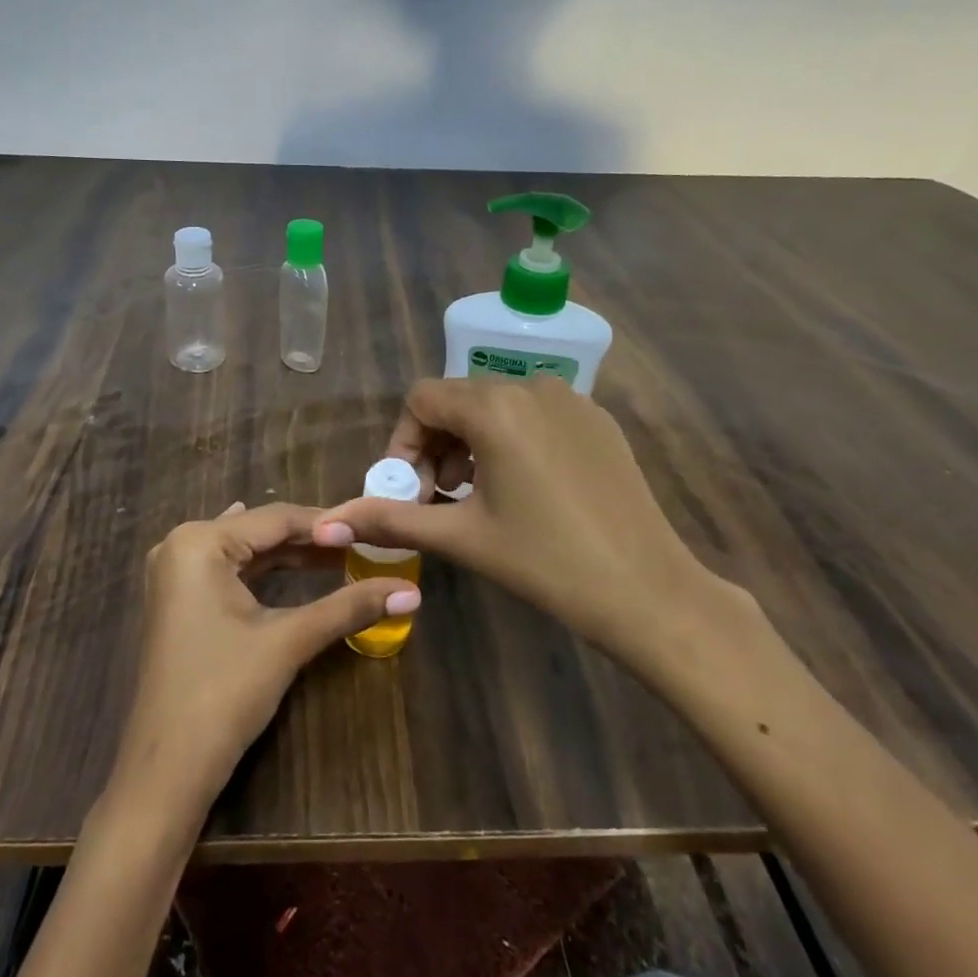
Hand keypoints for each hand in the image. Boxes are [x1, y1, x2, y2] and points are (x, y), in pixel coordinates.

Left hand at [112, 502, 419, 809]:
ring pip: (246, 551)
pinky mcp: (179, 599)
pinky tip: (290, 562)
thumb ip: (348, 607)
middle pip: (260, 531)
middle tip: (364, 544)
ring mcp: (175, 573)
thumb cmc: (224, 695)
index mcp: (200, 541)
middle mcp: (181, 544)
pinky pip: (230, 570)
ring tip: (342, 556)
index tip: (373, 530)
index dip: (328, 525)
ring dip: (291, 555)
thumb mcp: (289, 641)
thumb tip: (411, 592)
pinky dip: (265, 570)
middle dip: (311, 540)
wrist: (166, 771)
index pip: (276, 518)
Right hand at [315, 376, 751, 687]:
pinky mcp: (597, 419)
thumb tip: (328, 523)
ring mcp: (571, 399)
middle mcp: (531, 386)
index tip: (410, 489)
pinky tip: (524, 489)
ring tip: (477, 495)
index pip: (422, 399)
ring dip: (472, 442)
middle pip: (459, 399)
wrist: (649, 590)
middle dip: (436, 444)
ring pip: (497, 404)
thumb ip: (393, 520)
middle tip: (439, 498)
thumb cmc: (546, 561)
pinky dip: (512, 439)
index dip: (404, 441)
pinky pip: (535, 413)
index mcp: (494, 407)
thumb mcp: (462, 537)